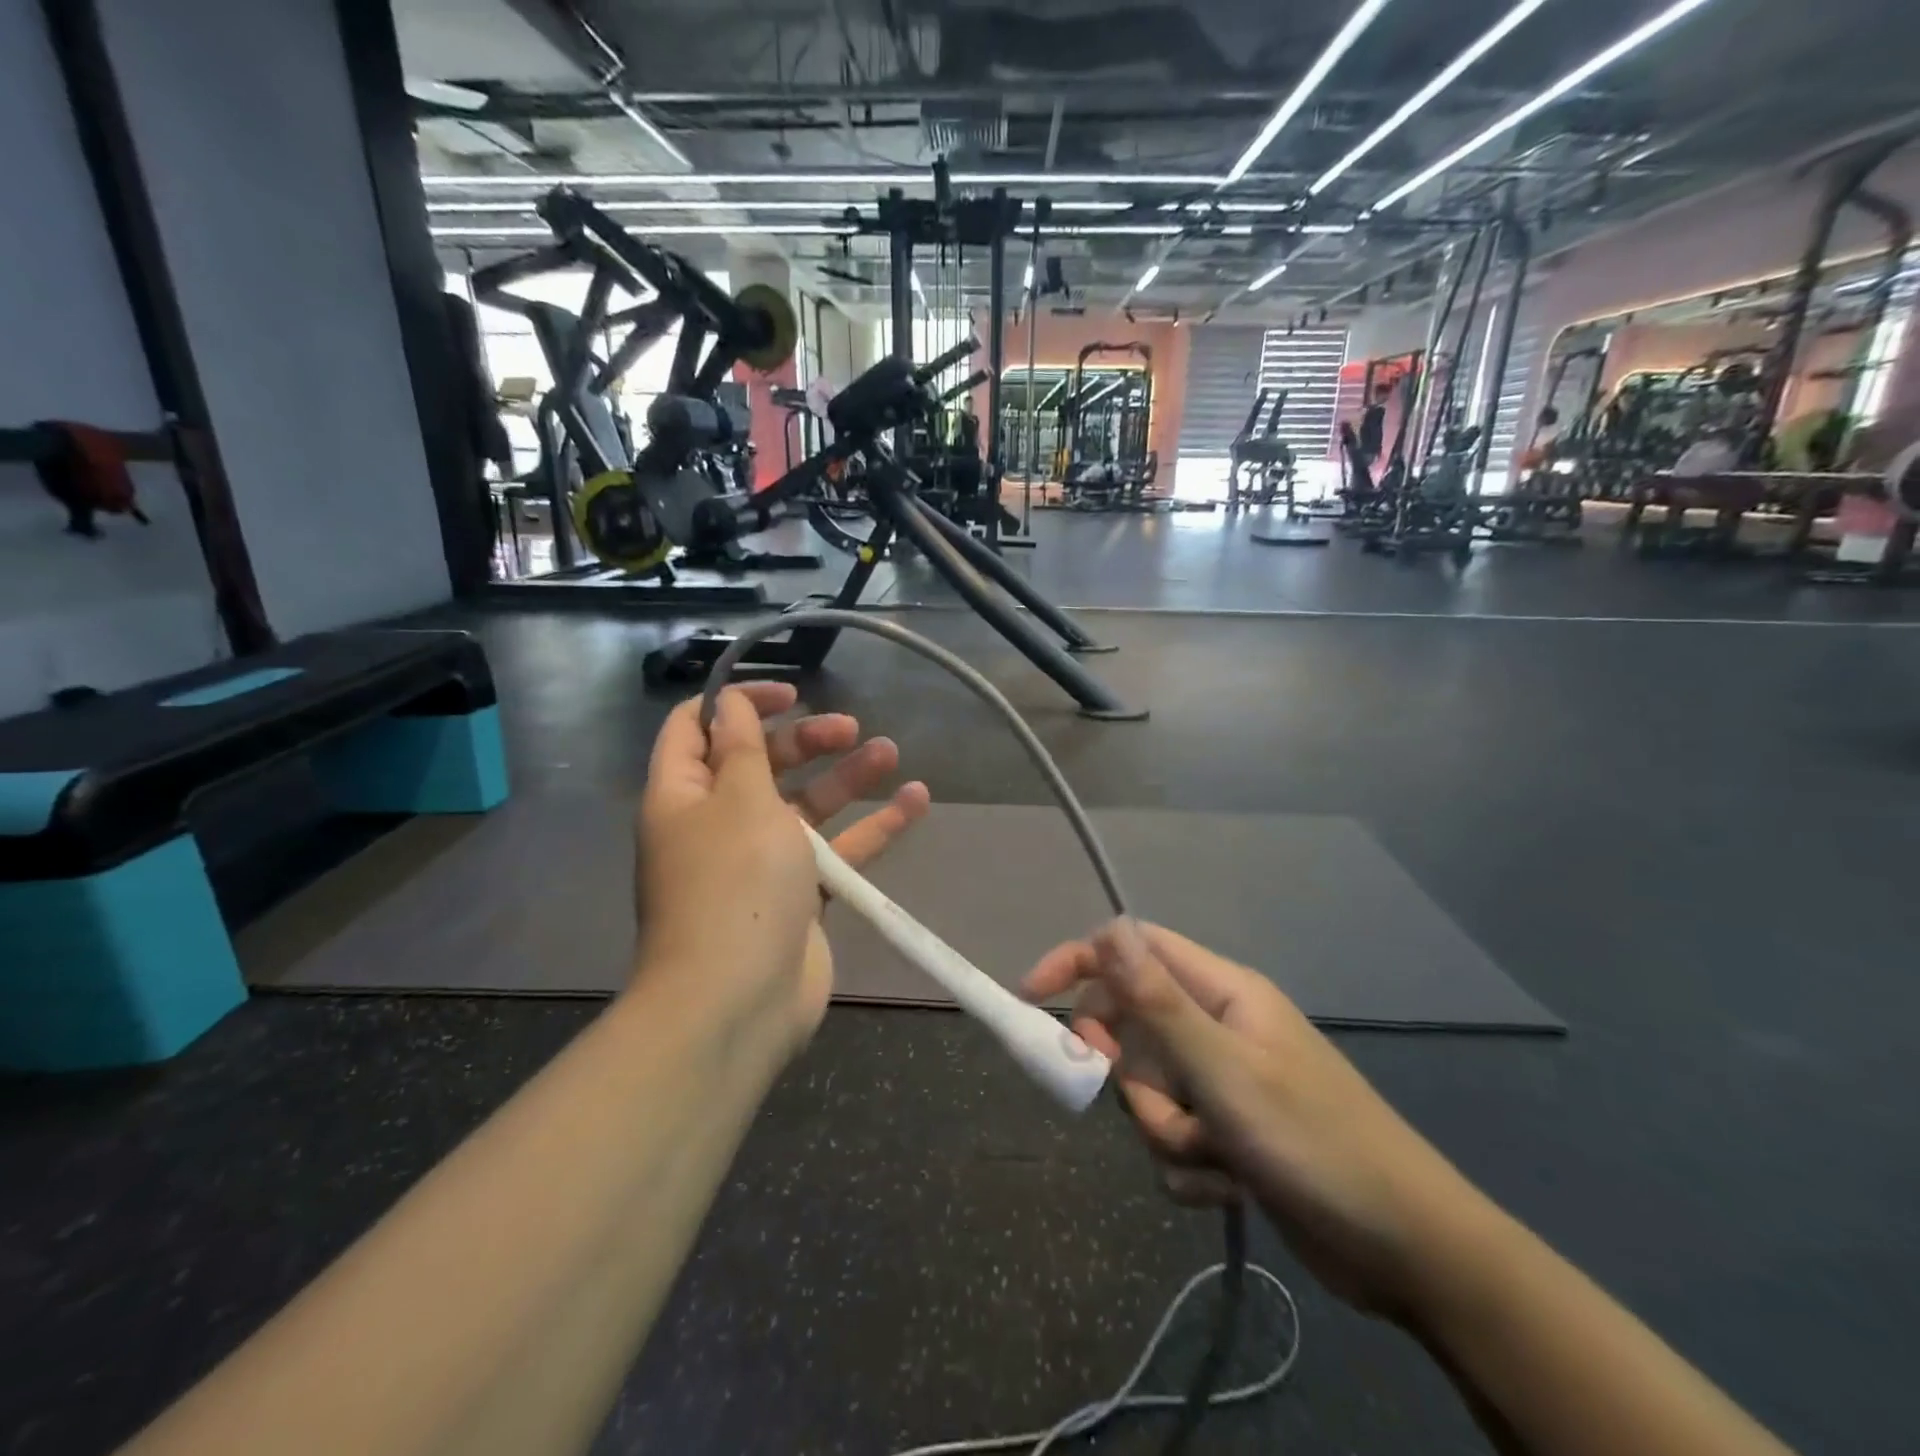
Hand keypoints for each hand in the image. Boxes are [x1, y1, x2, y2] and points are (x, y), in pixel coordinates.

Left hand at [637, 682, 929, 1056]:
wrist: (738, 1001)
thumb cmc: (734, 884)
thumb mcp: (740, 799)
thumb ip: (743, 747)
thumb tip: (728, 702)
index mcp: (684, 796)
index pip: (696, 727)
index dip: (738, 702)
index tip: (790, 694)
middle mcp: (717, 825)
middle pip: (760, 764)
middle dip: (805, 740)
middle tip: (850, 728)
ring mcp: (759, 863)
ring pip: (806, 806)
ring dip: (846, 778)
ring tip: (890, 753)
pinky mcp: (798, 897)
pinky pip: (836, 851)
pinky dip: (871, 829)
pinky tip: (916, 803)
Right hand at [1023, 921, 1489, 1321]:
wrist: (1407, 1251)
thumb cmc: (1313, 1143)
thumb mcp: (1224, 1069)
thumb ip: (1157, 1000)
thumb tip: (1108, 928)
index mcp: (1221, 992)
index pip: (1133, 950)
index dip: (1080, 963)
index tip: (1033, 998)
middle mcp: (1218, 1028)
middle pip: (1133, 1027)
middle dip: (1132, 1075)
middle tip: (1155, 1103)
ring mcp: (1224, 1082)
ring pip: (1149, 1091)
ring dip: (1168, 1131)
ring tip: (1217, 1158)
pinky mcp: (1228, 1133)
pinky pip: (1174, 1137)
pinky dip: (1190, 1165)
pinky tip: (1230, 1187)